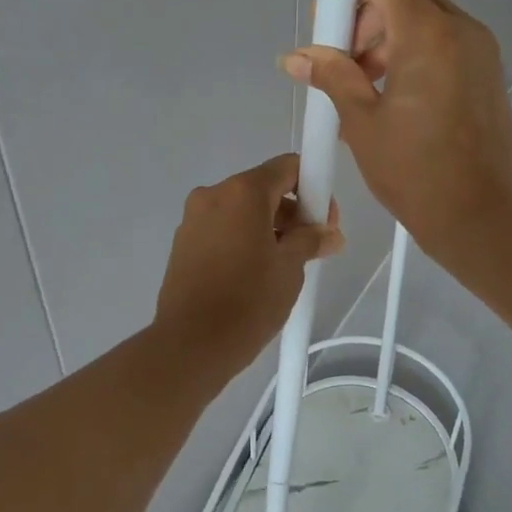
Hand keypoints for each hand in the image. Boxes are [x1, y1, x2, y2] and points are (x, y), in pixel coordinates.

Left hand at [152, 154, 343, 378]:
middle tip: (311, 246)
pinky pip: (222, 228)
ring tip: (284, 265)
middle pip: (263, 188)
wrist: (191, 345)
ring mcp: (193, 219)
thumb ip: (311, 240)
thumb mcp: (290, 268)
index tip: (324, 220)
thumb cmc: (248, 301)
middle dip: (292, 211)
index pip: (287, 167)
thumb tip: (329, 234)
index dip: (313, 187)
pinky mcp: (182, 243)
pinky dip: (243, 239)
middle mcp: (213, 195)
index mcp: (242, 192)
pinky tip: (255, 273)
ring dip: (268, 227)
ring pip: (241, 210)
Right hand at [279, 0, 511, 272]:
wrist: (483, 219)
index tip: (332, 30)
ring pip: (423, 17)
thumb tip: (295, 57)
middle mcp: (461, 29)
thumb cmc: (416, 173)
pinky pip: (443, 42)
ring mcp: (480, 49)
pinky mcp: (486, 72)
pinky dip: (412, 55)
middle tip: (345, 66)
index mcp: (428, 34)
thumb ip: (331, 76)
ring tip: (365, 90)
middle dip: (365, 19)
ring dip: (387, 39)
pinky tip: (392, 100)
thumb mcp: (362, 123)